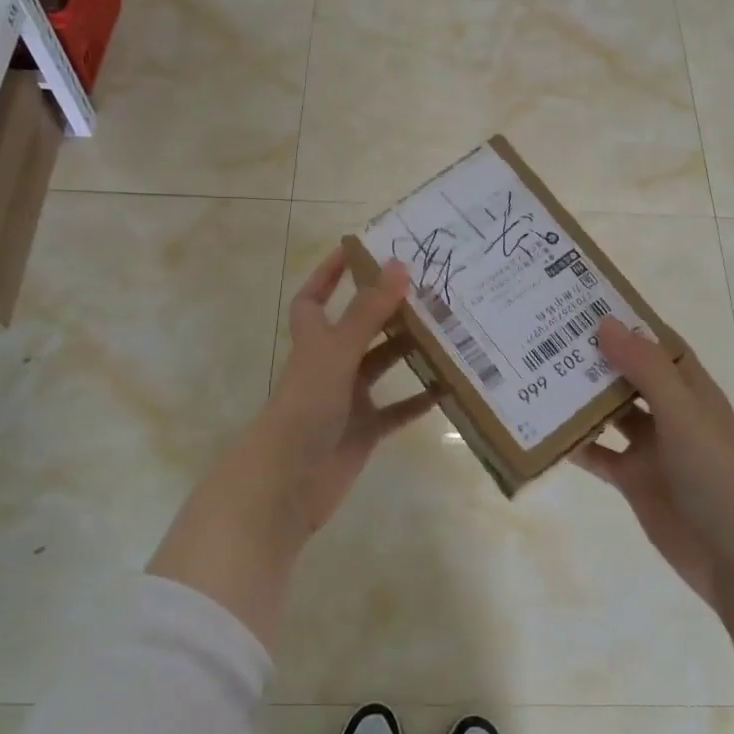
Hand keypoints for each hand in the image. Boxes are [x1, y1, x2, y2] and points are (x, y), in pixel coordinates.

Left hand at [249, 248, 437, 538]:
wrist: (286, 484)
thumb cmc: (304, 407)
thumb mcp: (336, 353)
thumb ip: (368, 313)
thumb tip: (400, 265)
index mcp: (314, 341)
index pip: (315, 298)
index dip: (329, 274)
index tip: (358, 250)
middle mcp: (330, 366)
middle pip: (360, 329)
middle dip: (388, 310)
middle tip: (429, 288)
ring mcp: (347, 400)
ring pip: (382, 367)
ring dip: (409, 351)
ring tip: (448, 330)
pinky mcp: (364, 431)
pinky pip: (397, 411)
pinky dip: (418, 400)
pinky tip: (448, 388)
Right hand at [570, 318, 733, 605]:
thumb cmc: (716, 474)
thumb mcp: (682, 413)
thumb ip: (644, 369)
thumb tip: (604, 323)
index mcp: (690, 390)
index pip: (657, 344)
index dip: (628, 323)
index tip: (584, 303)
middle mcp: (670, 413)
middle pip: (628, 376)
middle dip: (595, 358)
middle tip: (546, 337)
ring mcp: (651, 449)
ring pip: (610, 414)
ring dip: (581, 399)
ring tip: (537, 377)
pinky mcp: (635, 481)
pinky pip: (599, 456)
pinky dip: (577, 445)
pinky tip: (545, 433)